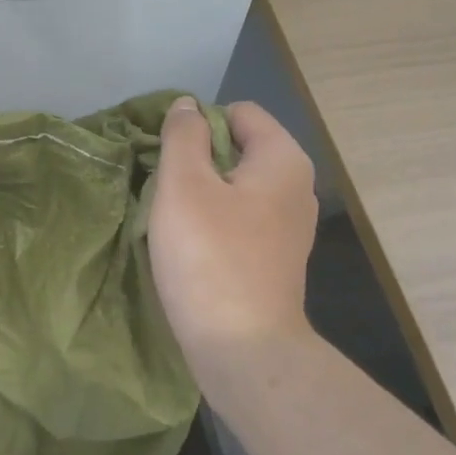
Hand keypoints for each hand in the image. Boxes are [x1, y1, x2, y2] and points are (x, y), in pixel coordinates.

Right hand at [150, 98, 319, 387]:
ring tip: (168, 217)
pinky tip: (187, 246)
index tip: (164, 154)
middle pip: (237, 149)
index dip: (197, 123)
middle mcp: (295, 187)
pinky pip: (237, 220)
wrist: (242, 348)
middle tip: (160, 187)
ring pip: (233, 187)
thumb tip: (187, 106)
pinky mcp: (273, 258)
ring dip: (198, 194)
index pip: (238, 112)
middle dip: (195, 160)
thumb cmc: (210, 257)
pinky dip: (211, 223)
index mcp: (282, 160)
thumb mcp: (184, 185)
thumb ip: (183, 136)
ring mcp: (287, 226)